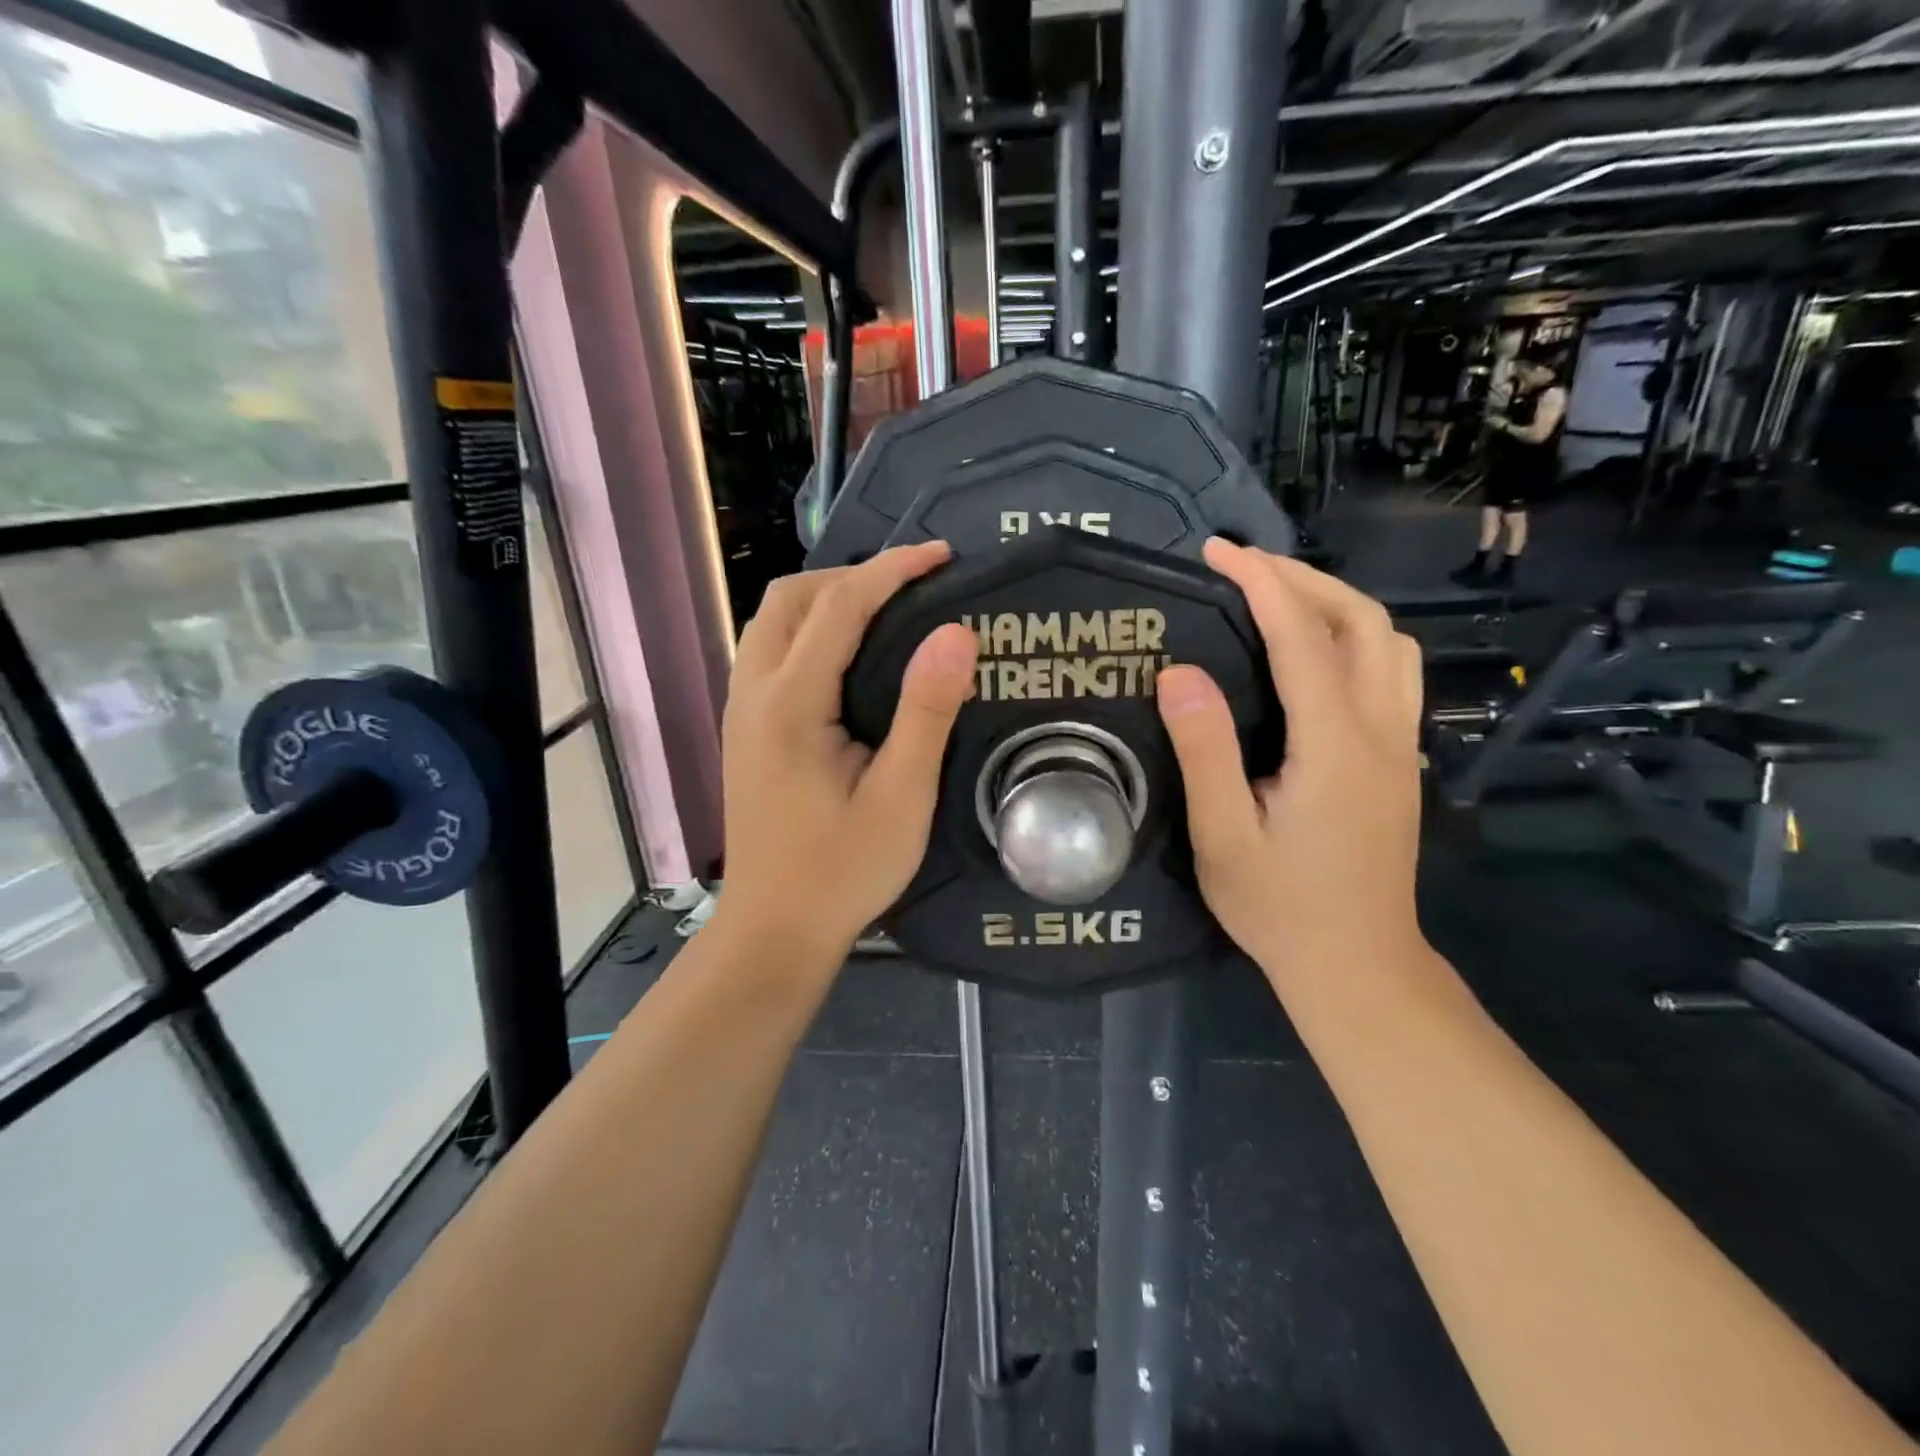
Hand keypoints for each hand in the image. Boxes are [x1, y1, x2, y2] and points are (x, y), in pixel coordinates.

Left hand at [715, 542, 978, 964]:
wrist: (775, 929)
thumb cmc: (843, 870)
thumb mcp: (902, 797)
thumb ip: (926, 711)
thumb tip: (956, 633)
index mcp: (790, 704)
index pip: (839, 606)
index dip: (892, 570)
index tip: (942, 556)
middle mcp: (753, 692)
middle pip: (791, 598)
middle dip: (853, 576)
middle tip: (914, 587)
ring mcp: (740, 710)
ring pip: (773, 622)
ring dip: (826, 599)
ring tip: (885, 610)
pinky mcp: (743, 729)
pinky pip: (770, 650)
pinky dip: (809, 630)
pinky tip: (847, 657)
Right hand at [1155, 540, 1426, 988]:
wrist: (1357, 964)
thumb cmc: (1279, 906)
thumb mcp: (1222, 835)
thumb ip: (1205, 751)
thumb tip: (1179, 672)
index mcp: (1335, 744)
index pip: (1303, 637)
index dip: (1261, 584)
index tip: (1218, 552)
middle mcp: (1382, 731)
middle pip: (1363, 621)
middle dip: (1304, 579)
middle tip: (1243, 567)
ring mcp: (1402, 745)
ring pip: (1389, 642)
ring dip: (1337, 604)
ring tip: (1279, 598)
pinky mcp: (1401, 761)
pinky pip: (1391, 672)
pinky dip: (1353, 637)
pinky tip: (1313, 655)